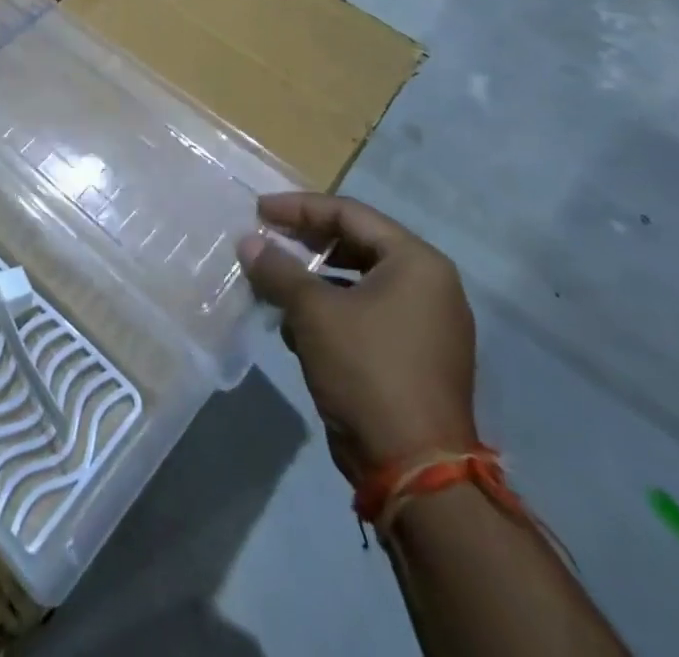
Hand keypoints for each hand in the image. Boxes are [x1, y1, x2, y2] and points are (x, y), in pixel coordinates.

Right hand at [238, 193, 476, 478]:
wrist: (415, 470)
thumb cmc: (367, 369)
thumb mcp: (313, 311)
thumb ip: (278, 269)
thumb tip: (248, 242)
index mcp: (417, 263)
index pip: (349, 214)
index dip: (298, 208)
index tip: (259, 211)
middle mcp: (429, 286)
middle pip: (356, 244)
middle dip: (305, 242)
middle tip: (265, 239)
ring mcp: (426, 325)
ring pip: (358, 282)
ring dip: (312, 280)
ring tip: (272, 282)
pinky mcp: (414, 357)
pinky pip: (365, 314)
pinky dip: (330, 311)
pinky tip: (294, 325)